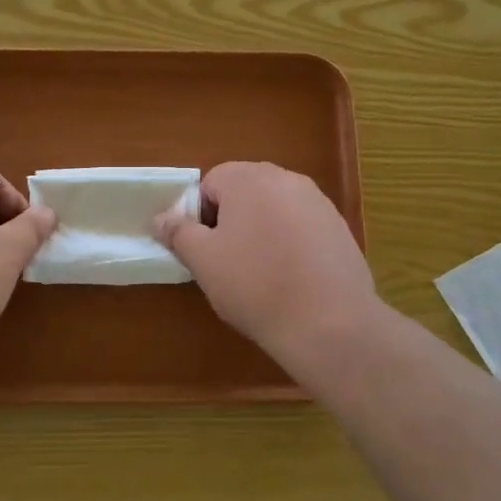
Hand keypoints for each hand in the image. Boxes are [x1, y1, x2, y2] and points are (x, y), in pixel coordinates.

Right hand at [153, 161, 378, 371]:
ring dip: (262, 231)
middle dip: (232, 221)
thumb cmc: (255, 285)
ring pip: (274, 209)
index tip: (206, 251)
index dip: (201, 217)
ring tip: (262, 274)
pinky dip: (291, 244)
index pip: (210, 183)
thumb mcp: (203, 261)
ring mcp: (318, 202)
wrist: (329, 322)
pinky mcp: (339, 227)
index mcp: (249, 178)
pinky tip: (292, 279)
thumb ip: (178, 233)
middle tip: (228, 262)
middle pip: (245, 192)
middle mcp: (286, 178)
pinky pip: (301, 227)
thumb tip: (161, 219)